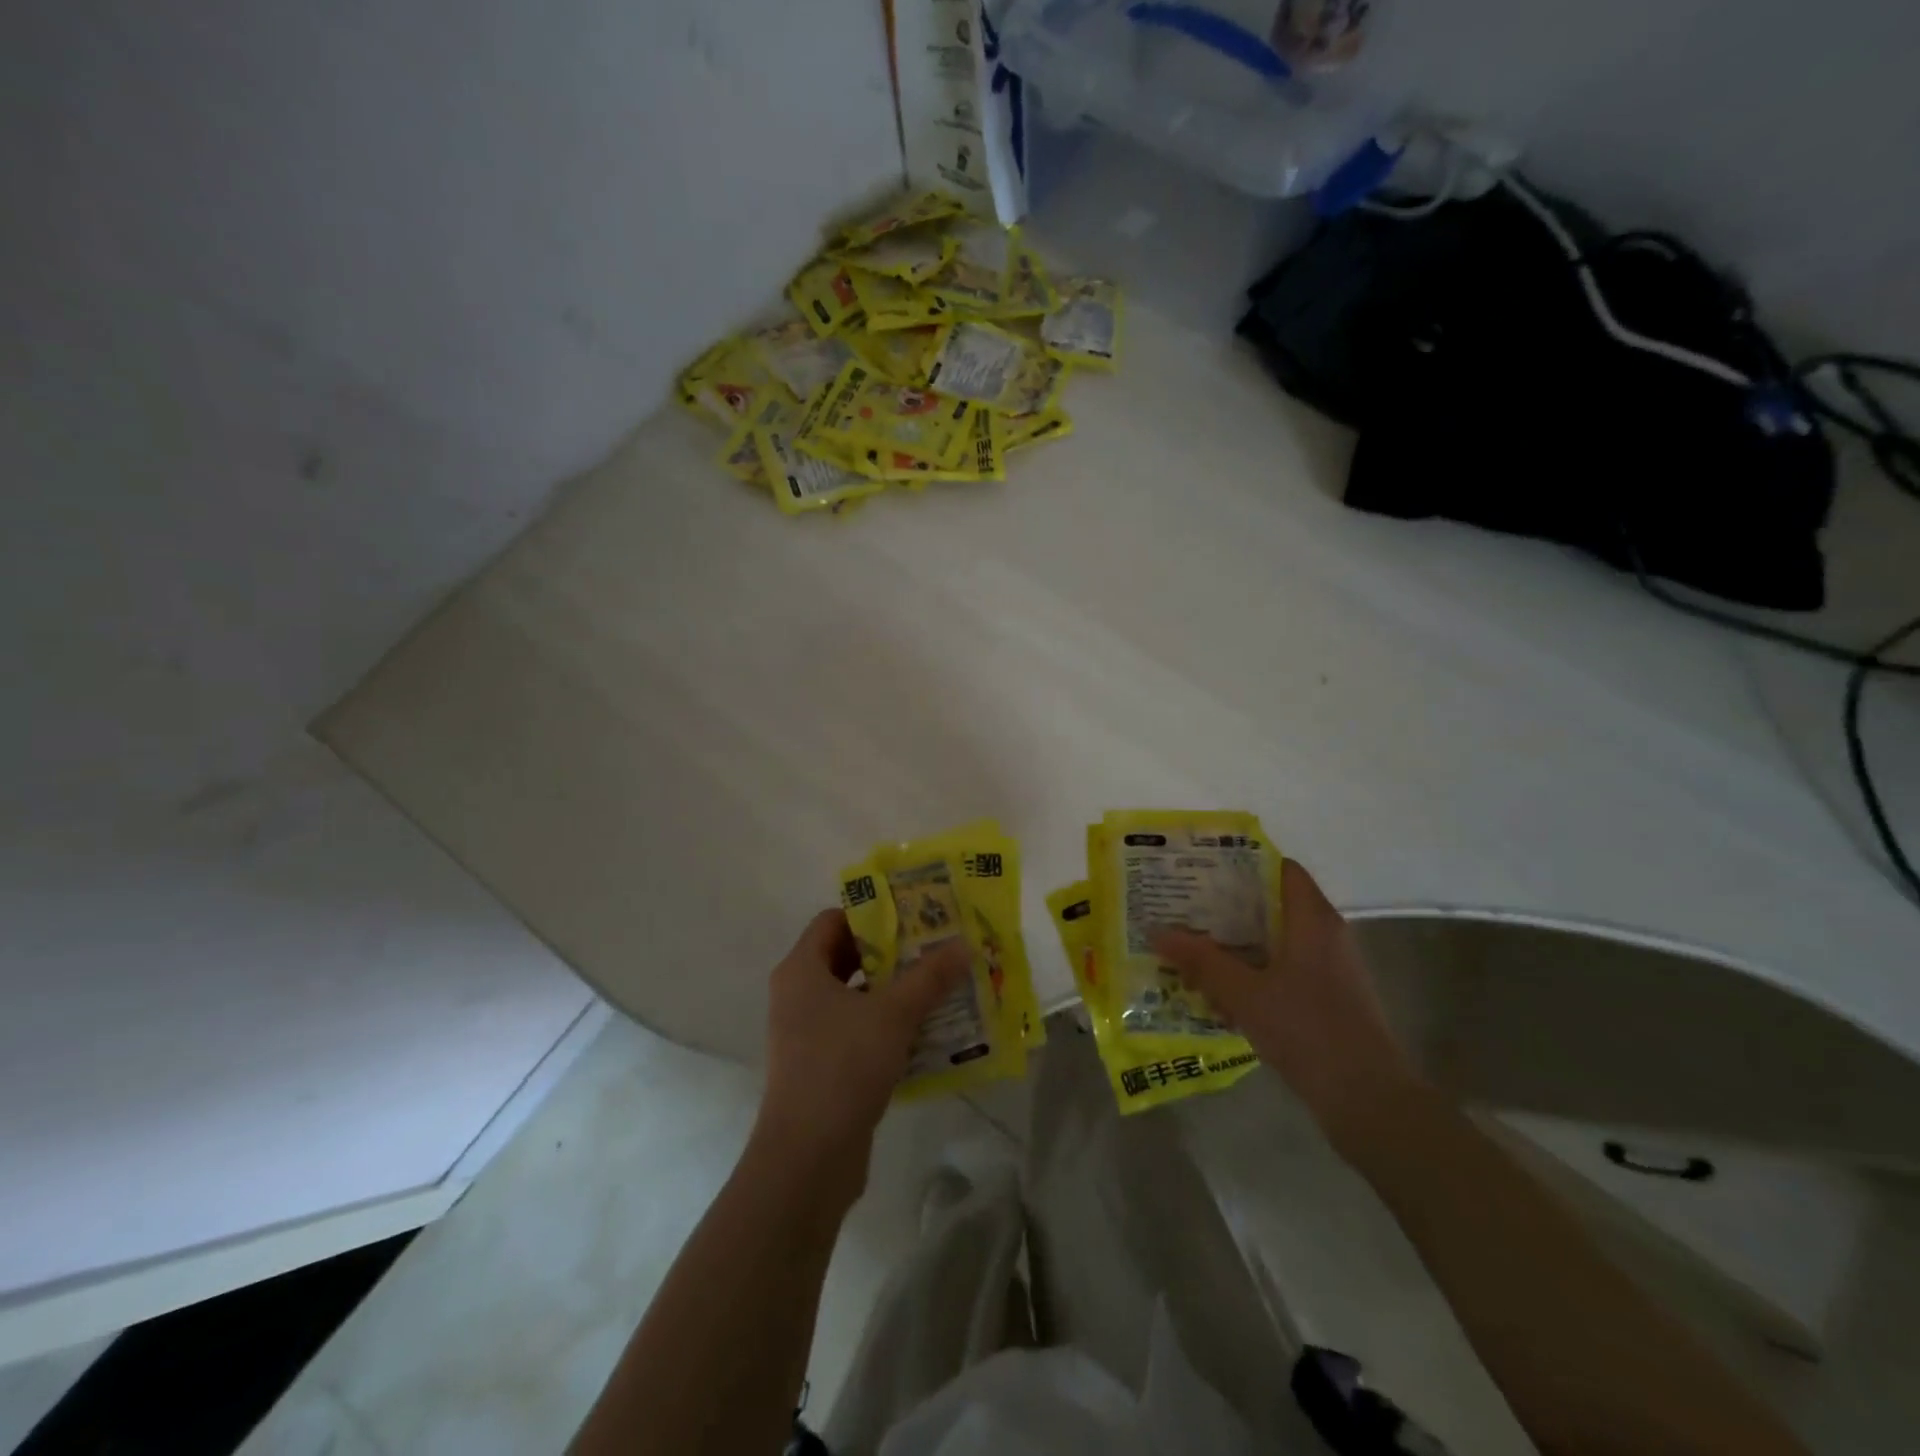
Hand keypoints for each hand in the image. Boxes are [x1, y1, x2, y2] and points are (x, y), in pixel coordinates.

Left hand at [754, 909, 970, 1193]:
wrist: (807, 1158)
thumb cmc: (842, 1066)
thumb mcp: (894, 1014)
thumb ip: (929, 977)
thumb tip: (963, 944)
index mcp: (801, 969)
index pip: (834, 920)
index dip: (873, 913)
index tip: (915, 914)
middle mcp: (798, 994)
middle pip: (847, 956)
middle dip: (892, 952)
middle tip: (935, 947)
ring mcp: (806, 1033)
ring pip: (855, 996)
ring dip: (894, 990)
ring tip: (940, 985)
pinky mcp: (820, 1066)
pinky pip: (856, 1030)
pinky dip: (887, 1025)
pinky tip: (926, 1031)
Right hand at [1151, 859, 1421, 1148]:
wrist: (1368, 1100)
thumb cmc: (1308, 1031)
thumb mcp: (1245, 993)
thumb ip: (1202, 960)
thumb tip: (1157, 931)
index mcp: (1312, 920)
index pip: (1280, 869)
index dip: (1242, 863)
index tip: (1201, 867)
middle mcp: (1325, 936)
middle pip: (1273, 904)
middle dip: (1228, 905)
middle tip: (1183, 905)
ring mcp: (1329, 969)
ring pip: (1275, 941)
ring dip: (1236, 943)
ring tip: (1191, 944)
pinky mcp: (1327, 999)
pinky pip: (1282, 971)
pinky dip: (1252, 971)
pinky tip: (1218, 989)